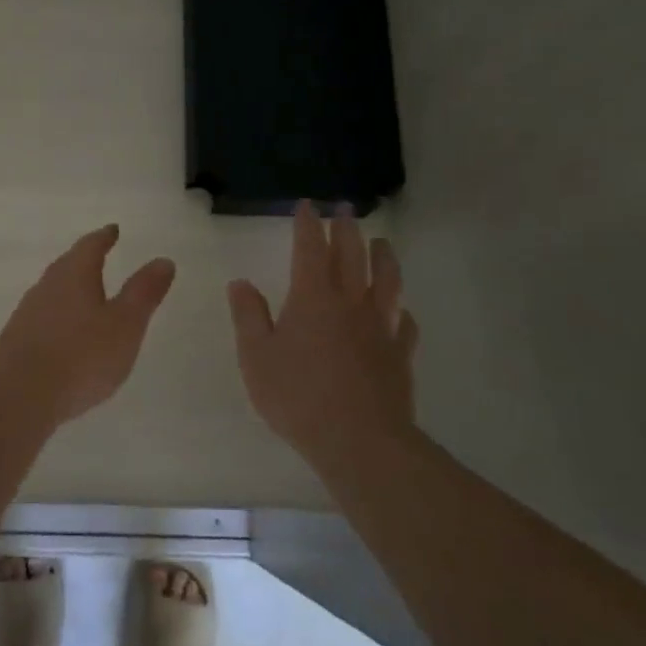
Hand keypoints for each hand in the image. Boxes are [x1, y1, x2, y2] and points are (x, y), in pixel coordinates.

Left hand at [0, 224, 176, 426]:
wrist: (17, 397)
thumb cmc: (80, 356)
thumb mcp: (125, 325)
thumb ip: (144, 292)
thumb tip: (163, 260)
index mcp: (73, 274)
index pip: (90, 246)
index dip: (104, 237)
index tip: (113, 230)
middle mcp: (46, 286)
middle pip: (67, 265)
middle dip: (85, 261)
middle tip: (100, 258)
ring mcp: (27, 314)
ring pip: (53, 292)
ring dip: (70, 291)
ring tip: (87, 298)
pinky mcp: (16, 341)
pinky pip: (43, 318)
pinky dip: (59, 318)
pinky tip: (65, 336)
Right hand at [227, 202, 419, 466]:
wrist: (359, 440)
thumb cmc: (298, 396)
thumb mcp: (256, 356)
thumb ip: (248, 316)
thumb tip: (240, 282)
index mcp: (312, 297)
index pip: (310, 248)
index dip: (308, 224)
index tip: (307, 205)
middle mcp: (350, 302)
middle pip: (352, 255)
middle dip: (346, 228)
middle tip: (345, 209)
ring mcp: (381, 327)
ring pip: (388, 280)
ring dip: (384, 257)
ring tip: (382, 243)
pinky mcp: (400, 354)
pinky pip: (405, 323)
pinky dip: (402, 311)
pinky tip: (402, 312)